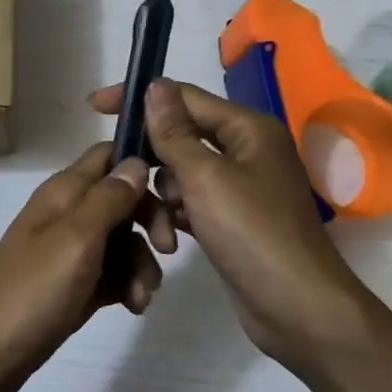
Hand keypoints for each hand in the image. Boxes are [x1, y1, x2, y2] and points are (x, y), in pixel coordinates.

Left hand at [0, 144, 170, 391]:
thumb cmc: (31, 291)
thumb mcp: (75, 239)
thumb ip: (108, 199)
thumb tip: (136, 161)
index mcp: (64, 193)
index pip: (109, 155)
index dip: (143, 162)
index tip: (178, 185)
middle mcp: (68, 215)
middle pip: (124, 200)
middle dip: (151, 221)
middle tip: (167, 250)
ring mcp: (71, 253)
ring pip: (124, 242)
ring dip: (141, 265)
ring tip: (141, 297)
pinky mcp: (75, 286)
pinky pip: (114, 274)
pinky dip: (128, 286)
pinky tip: (133, 307)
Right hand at [90, 79, 363, 363]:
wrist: (296, 306)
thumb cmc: (251, 233)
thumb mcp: (205, 177)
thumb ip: (174, 132)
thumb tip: (156, 85)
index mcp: (248, 128)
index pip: (184, 97)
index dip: (141, 99)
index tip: (96, 108)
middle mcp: (246, 150)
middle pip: (182, 137)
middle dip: (152, 159)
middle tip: (123, 180)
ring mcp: (241, 187)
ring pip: (182, 174)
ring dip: (163, 197)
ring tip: (159, 229)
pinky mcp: (232, 219)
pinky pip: (192, 203)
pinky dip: (176, 216)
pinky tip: (169, 240)